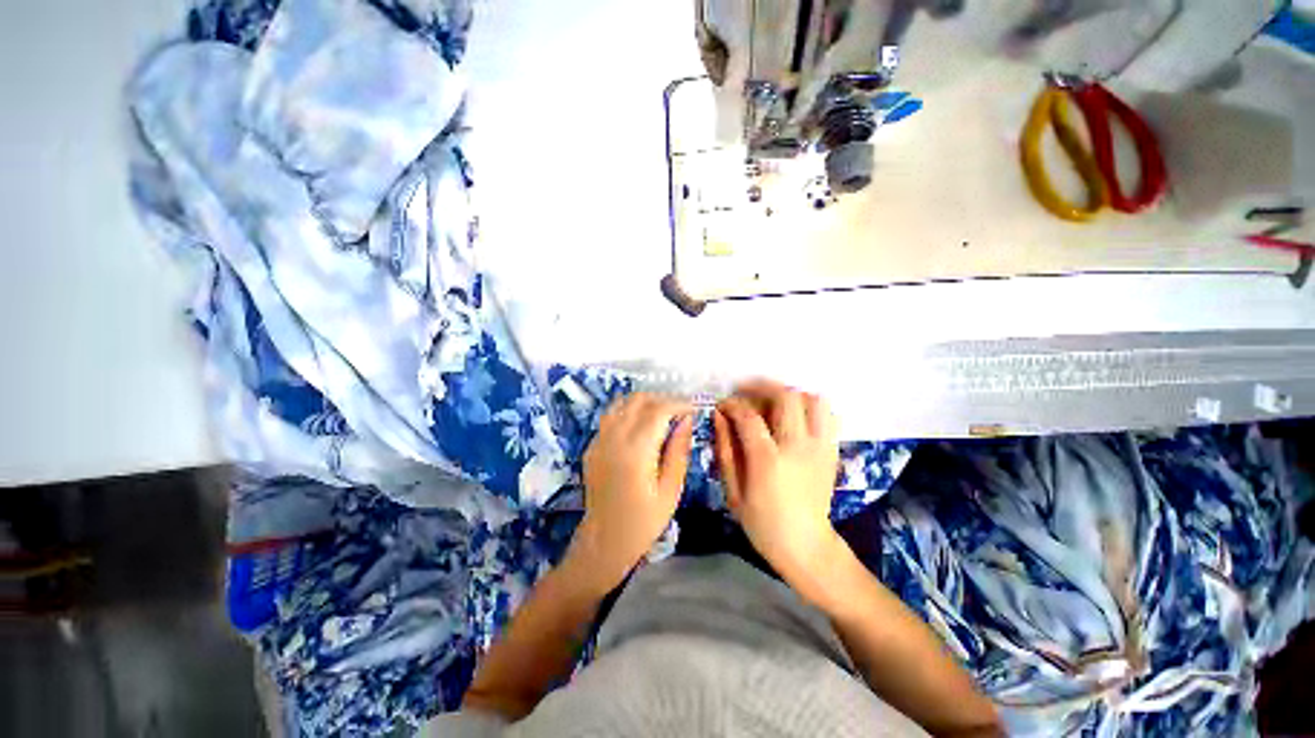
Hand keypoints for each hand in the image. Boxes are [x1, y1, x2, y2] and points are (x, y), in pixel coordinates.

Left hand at [566, 393, 693, 593]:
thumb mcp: (670, 490)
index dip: (678, 404)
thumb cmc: (643, 522)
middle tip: (679, 411)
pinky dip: (628, 412)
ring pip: (621, 403)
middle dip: (662, 399)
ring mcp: (599, 441)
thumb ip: (678, 451)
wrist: (604, 542)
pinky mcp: (591, 446)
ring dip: (643, 402)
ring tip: (661, 414)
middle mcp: (614, 438)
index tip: (693, 409)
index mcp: (636, 451)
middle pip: (638, 400)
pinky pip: (610, 417)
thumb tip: (686, 420)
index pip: (658, 411)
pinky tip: (640, 426)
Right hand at [714, 380, 842, 602]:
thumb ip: (725, 449)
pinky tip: (794, 415)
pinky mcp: (832, 450)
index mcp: (768, 461)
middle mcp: (798, 448)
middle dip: (762, 387)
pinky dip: (810, 406)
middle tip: (746, 393)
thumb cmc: (763, 523)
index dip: (733, 404)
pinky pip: (827, 414)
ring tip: (772, 401)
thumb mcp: (733, 491)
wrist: (807, 547)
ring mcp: (820, 447)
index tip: (723, 405)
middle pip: (786, 397)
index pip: (749, 416)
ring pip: (813, 400)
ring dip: (789, 393)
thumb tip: (719, 416)